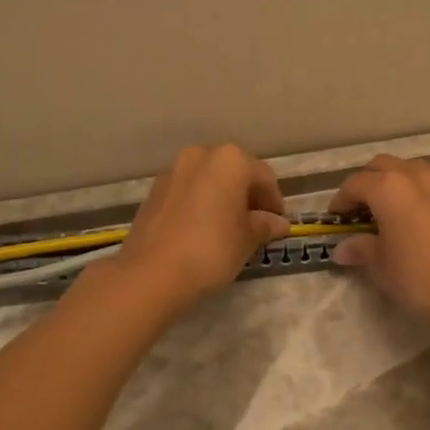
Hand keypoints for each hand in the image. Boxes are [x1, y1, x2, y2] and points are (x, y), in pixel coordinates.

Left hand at [109, 145, 290, 311]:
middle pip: (234, 172)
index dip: (275, 201)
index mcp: (230, 160)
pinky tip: (202, 229)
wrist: (150, 273)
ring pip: (208, 180)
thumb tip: (278, 223)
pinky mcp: (154, 191)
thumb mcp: (247, 240)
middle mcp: (200, 155)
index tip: (278, 224)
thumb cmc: (211, 249)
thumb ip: (265, 225)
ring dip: (222, 197)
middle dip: (247, 195)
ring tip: (229, 227)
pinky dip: (200, 203)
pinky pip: (188, 191)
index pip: (264, 177)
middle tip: (256, 224)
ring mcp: (173, 171)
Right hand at [329, 154, 429, 330]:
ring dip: (394, 182)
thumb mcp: (381, 266)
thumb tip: (342, 248)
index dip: (340, 201)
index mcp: (389, 187)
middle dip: (366, 183)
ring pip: (410, 169)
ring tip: (388, 210)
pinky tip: (418, 217)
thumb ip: (360, 249)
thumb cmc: (420, 278)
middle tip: (359, 210)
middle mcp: (416, 175)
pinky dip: (418, 191)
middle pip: (382, 166)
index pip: (355, 184)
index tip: (336, 220)